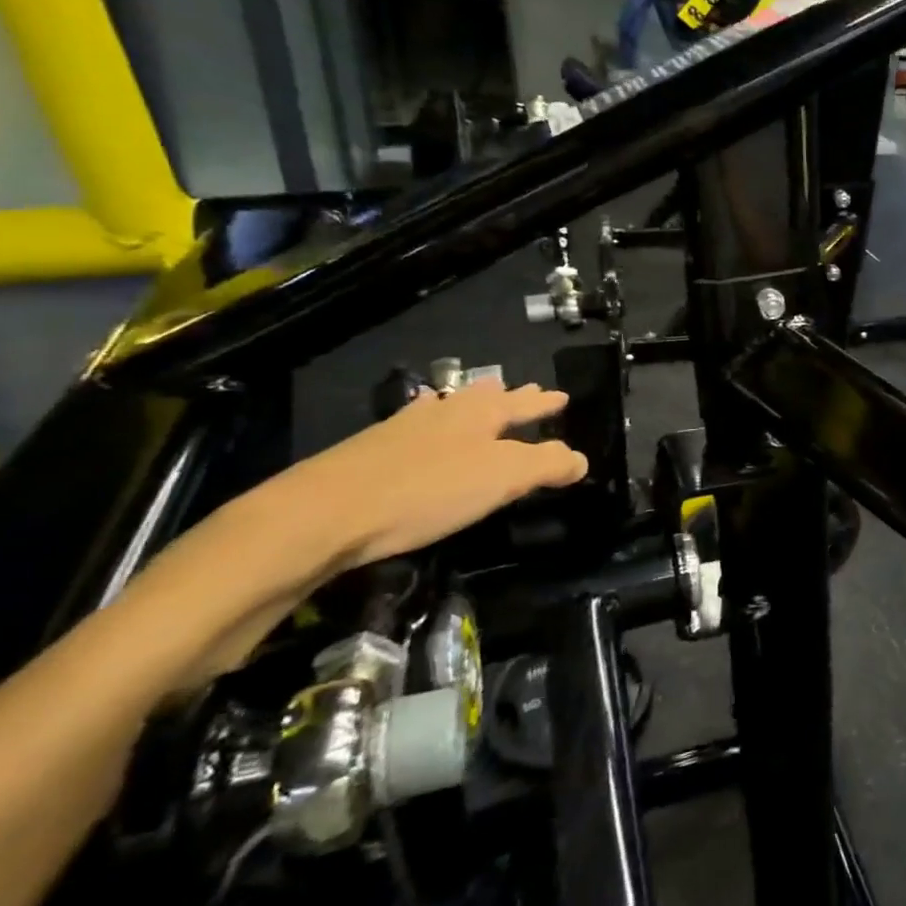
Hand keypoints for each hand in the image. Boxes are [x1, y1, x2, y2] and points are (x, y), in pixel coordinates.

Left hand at [141, 380, 587, 682]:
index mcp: (481, 413)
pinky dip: (433, 421)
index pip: (526, 404)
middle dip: (513, 397)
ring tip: (479, 399)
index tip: (564, 397)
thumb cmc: (427, 492)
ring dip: (471, 404)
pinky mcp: (373, 449)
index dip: (547, 404)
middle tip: (530, 393)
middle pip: (488, 398)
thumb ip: (547, 465)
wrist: (324, 513)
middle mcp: (445, 410)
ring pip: (450, 407)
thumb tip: (581, 459)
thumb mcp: (502, 479)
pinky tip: (422, 425)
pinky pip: (418, 424)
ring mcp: (405, 427)